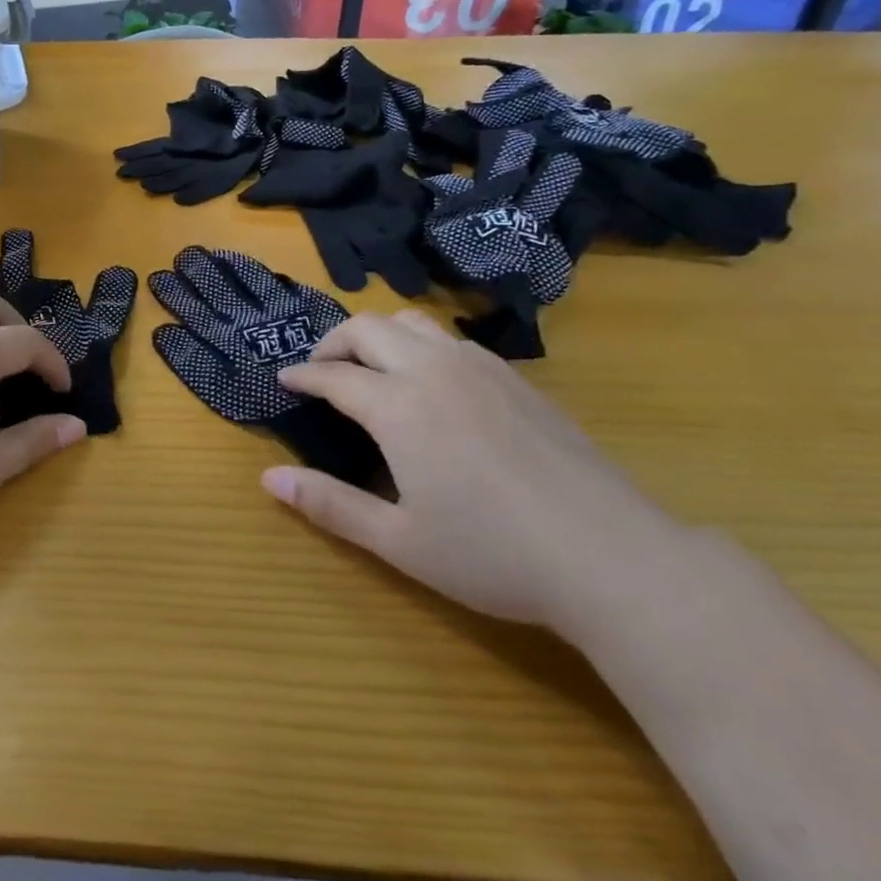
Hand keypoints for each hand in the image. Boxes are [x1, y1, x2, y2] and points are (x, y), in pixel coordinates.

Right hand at [268, 309, 682, 634]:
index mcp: (398, 407)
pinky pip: (453, 341)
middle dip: (334, 342)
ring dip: (379, 336)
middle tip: (321, 370)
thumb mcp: (398, 541)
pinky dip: (421, 346)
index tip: (284, 381)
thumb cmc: (493, 555)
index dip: (302, 375)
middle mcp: (434, 372)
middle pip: (368, 328)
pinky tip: (432, 386)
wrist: (611, 558)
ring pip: (413, 323)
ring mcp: (481, 369)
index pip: (333, 374)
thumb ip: (329, 505)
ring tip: (371, 368)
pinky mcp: (518, 380)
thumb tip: (268, 480)